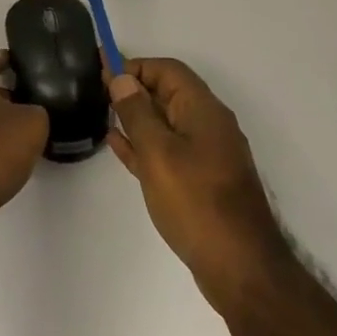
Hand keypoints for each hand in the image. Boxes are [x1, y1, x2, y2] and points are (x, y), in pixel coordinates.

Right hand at [106, 57, 287, 311]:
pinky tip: (118, 145)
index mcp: (203, 110)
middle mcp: (208, 126)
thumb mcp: (158, 152)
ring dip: (136, 116)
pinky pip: (168, 149)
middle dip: (134, 88)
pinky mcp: (201, 181)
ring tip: (102, 114)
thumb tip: (122, 78)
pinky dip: (144, 143)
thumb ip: (136, 112)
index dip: (135, 66)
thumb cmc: (196, 202)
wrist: (240, 268)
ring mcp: (206, 155)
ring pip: (166, 123)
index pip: (167, 70)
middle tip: (96, 91)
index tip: (102, 73)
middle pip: (168, 93)